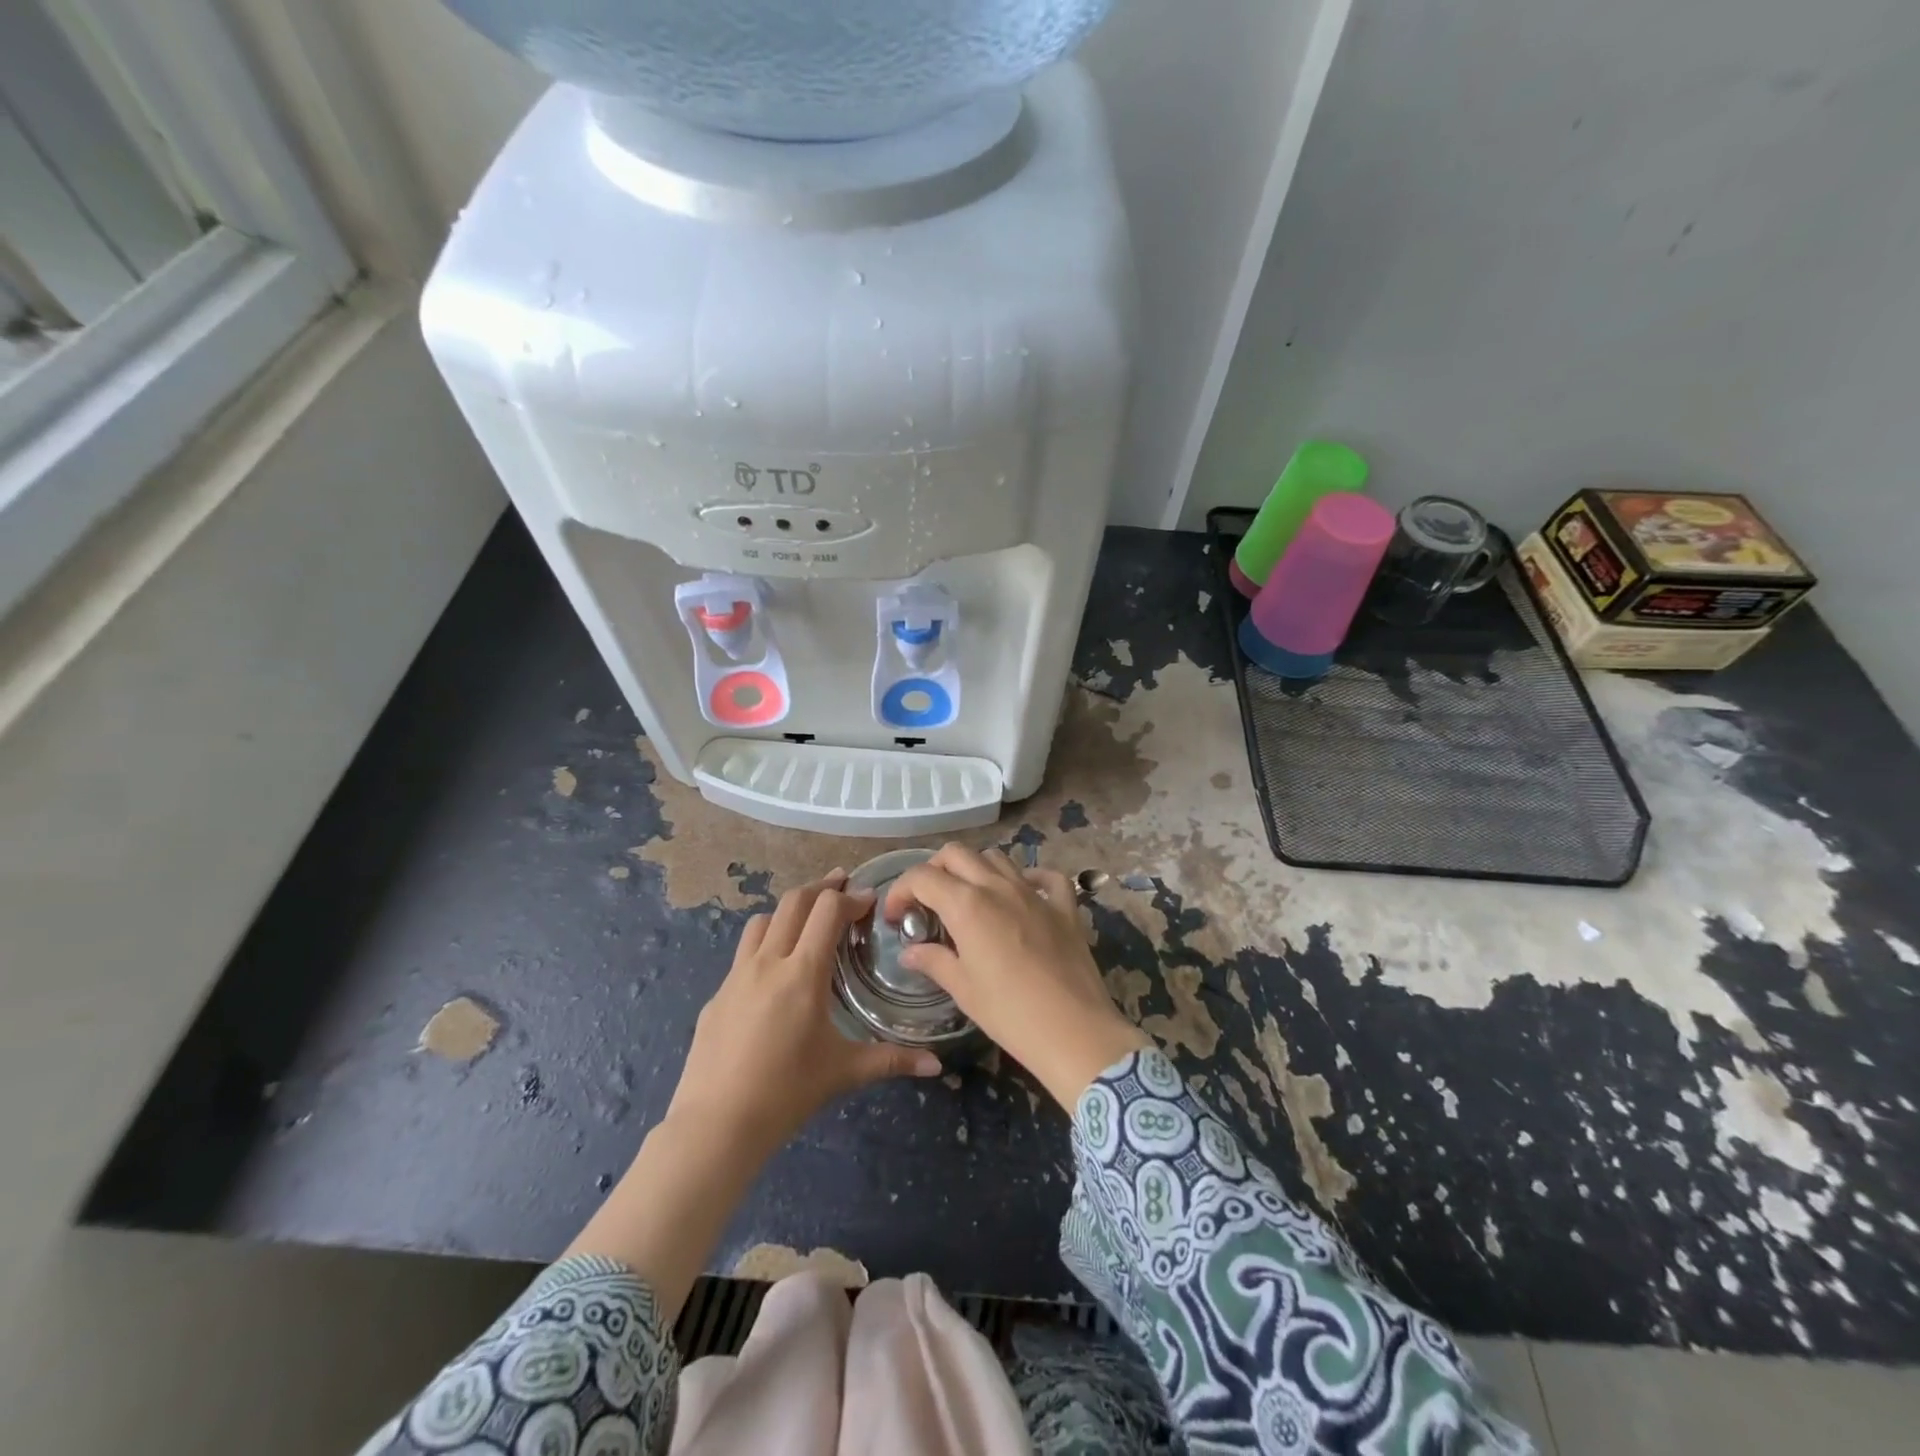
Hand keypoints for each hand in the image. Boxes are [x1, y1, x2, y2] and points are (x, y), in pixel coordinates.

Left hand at [668, 869, 943, 1159]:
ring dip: (789, 910)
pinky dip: (766, 944)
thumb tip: (936, 1065)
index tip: (869, 900)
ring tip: (807, 921)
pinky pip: (744, 953)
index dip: (851, 897)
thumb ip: (892, 1060)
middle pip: (794, 902)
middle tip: (842, 885)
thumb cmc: (787, 1092)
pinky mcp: (718, 995)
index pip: (827, 910)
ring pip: (763, 921)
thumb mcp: (844, 1072)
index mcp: (803, 972)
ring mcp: (736, 976)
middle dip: (821, 888)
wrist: (715, 1124)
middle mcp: (768, 962)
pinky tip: (775, 973)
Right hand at [885, 845, 1149, 1109]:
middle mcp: (999, 887)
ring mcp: (1035, 893)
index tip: (896, 917)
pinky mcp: (1065, 907)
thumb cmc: (1010, 1014)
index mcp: (967, 905)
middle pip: (957, 854)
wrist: (1075, 1032)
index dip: (901, 891)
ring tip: (968, 899)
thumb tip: (910, 952)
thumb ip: (933, 961)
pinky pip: (1047, 878)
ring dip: (975, 869)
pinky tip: (1023, 895)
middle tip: (927, 903)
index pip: (922, 877)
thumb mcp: (963, 990)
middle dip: (933, 870)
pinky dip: (1029, 878)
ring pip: (997, 858)